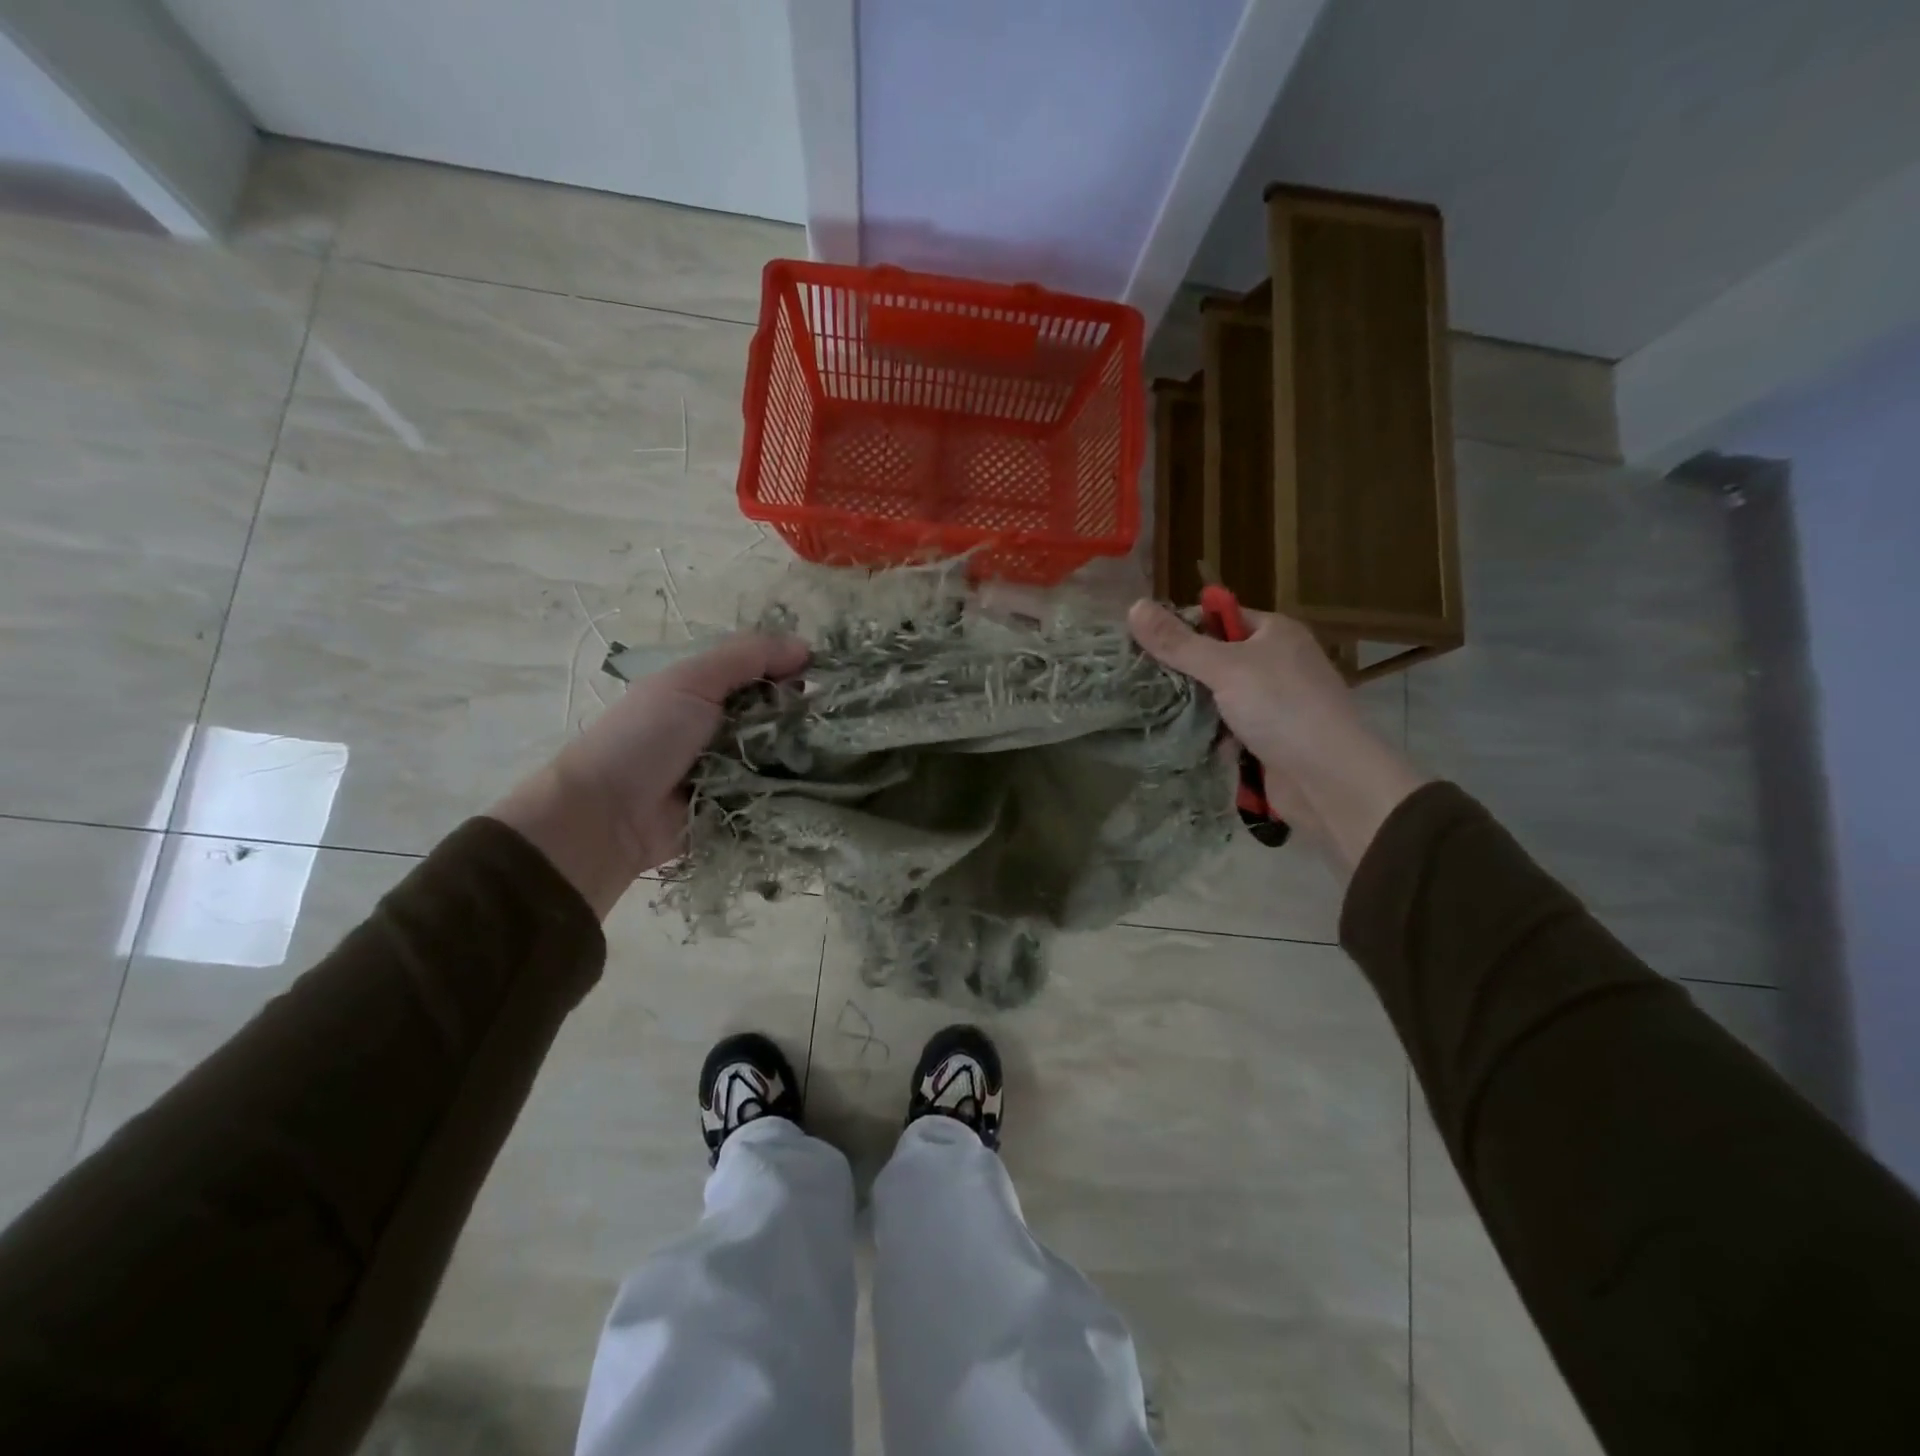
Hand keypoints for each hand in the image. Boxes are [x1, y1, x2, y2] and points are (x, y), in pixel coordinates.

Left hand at [492, 632, 807, 916]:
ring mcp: (732, 768)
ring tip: (843, 752)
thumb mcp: (691, 681)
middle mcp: (722, 725)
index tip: (827, 677)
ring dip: (806, 753)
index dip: (794, 670)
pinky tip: (829, 784)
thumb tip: (805, 646)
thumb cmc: (645, 737)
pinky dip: (796, 789)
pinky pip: (776, 792)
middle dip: (806, 714)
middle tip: (837, 719)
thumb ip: (746, 657)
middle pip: (778, 713)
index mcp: (706, 689)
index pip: (764, 672)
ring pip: (783, 753)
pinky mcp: (739, 805)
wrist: (608, 816)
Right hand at [1127, 600, 1426, 876]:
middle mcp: (1275, 663)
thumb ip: (1178, 642)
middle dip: (1179, 671)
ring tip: (1142, 708)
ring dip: (1188, 706)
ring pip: (1216, 697)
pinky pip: (1224, 729)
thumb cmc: (1282, 708)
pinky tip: (1170, 736)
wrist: (1328, 779)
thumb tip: (1133, 606)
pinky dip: (1203, 733)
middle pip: (1214, 659)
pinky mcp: (1264, 739)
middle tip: (1134, 679)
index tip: (1140, 643)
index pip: (1218, 617)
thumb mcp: (1225, 668)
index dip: (1181, 627)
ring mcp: (1271, 704)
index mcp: (1274, 633)